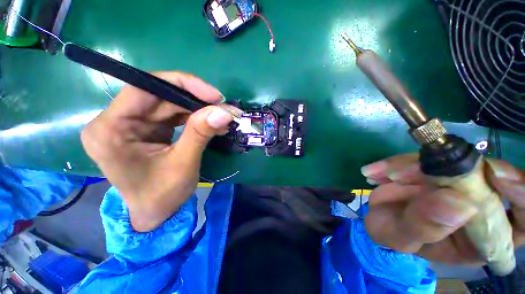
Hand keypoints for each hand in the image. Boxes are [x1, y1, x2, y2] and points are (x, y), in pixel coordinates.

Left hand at [81, 72, 232, 231]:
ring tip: (221, 117)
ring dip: (198, 109)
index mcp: (110, 130)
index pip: (143, 89)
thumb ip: (200, 133)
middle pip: (159, 96)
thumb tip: (224, 112)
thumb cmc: (162, 195)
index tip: (213, 95)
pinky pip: (172, 114)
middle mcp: (115, 121)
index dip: (181, 84)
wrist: (156, 213)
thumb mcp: (183, 164)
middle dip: (195, 100)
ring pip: (169, 104)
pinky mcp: (146, 128)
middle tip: (223, 108)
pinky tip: (211, 123)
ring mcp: (131, 124)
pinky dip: (194, 117)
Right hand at [362, 154, 524, 264]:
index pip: (522, 217)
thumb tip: (457, 203)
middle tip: (412, 171)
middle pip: (485, 179)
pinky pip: (422, 159)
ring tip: (385, 175)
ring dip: (413, 165)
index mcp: (484, 237)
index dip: (521, 193)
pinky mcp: (433, 170)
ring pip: (449, 163)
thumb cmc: (394, 237)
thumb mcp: (402, 239)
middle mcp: (478, 206)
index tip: (496, 174)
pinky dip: (398, 162)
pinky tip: (376, 172)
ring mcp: (455, 184)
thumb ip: (424, 227)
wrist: (377, 220)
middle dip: (451, 171)